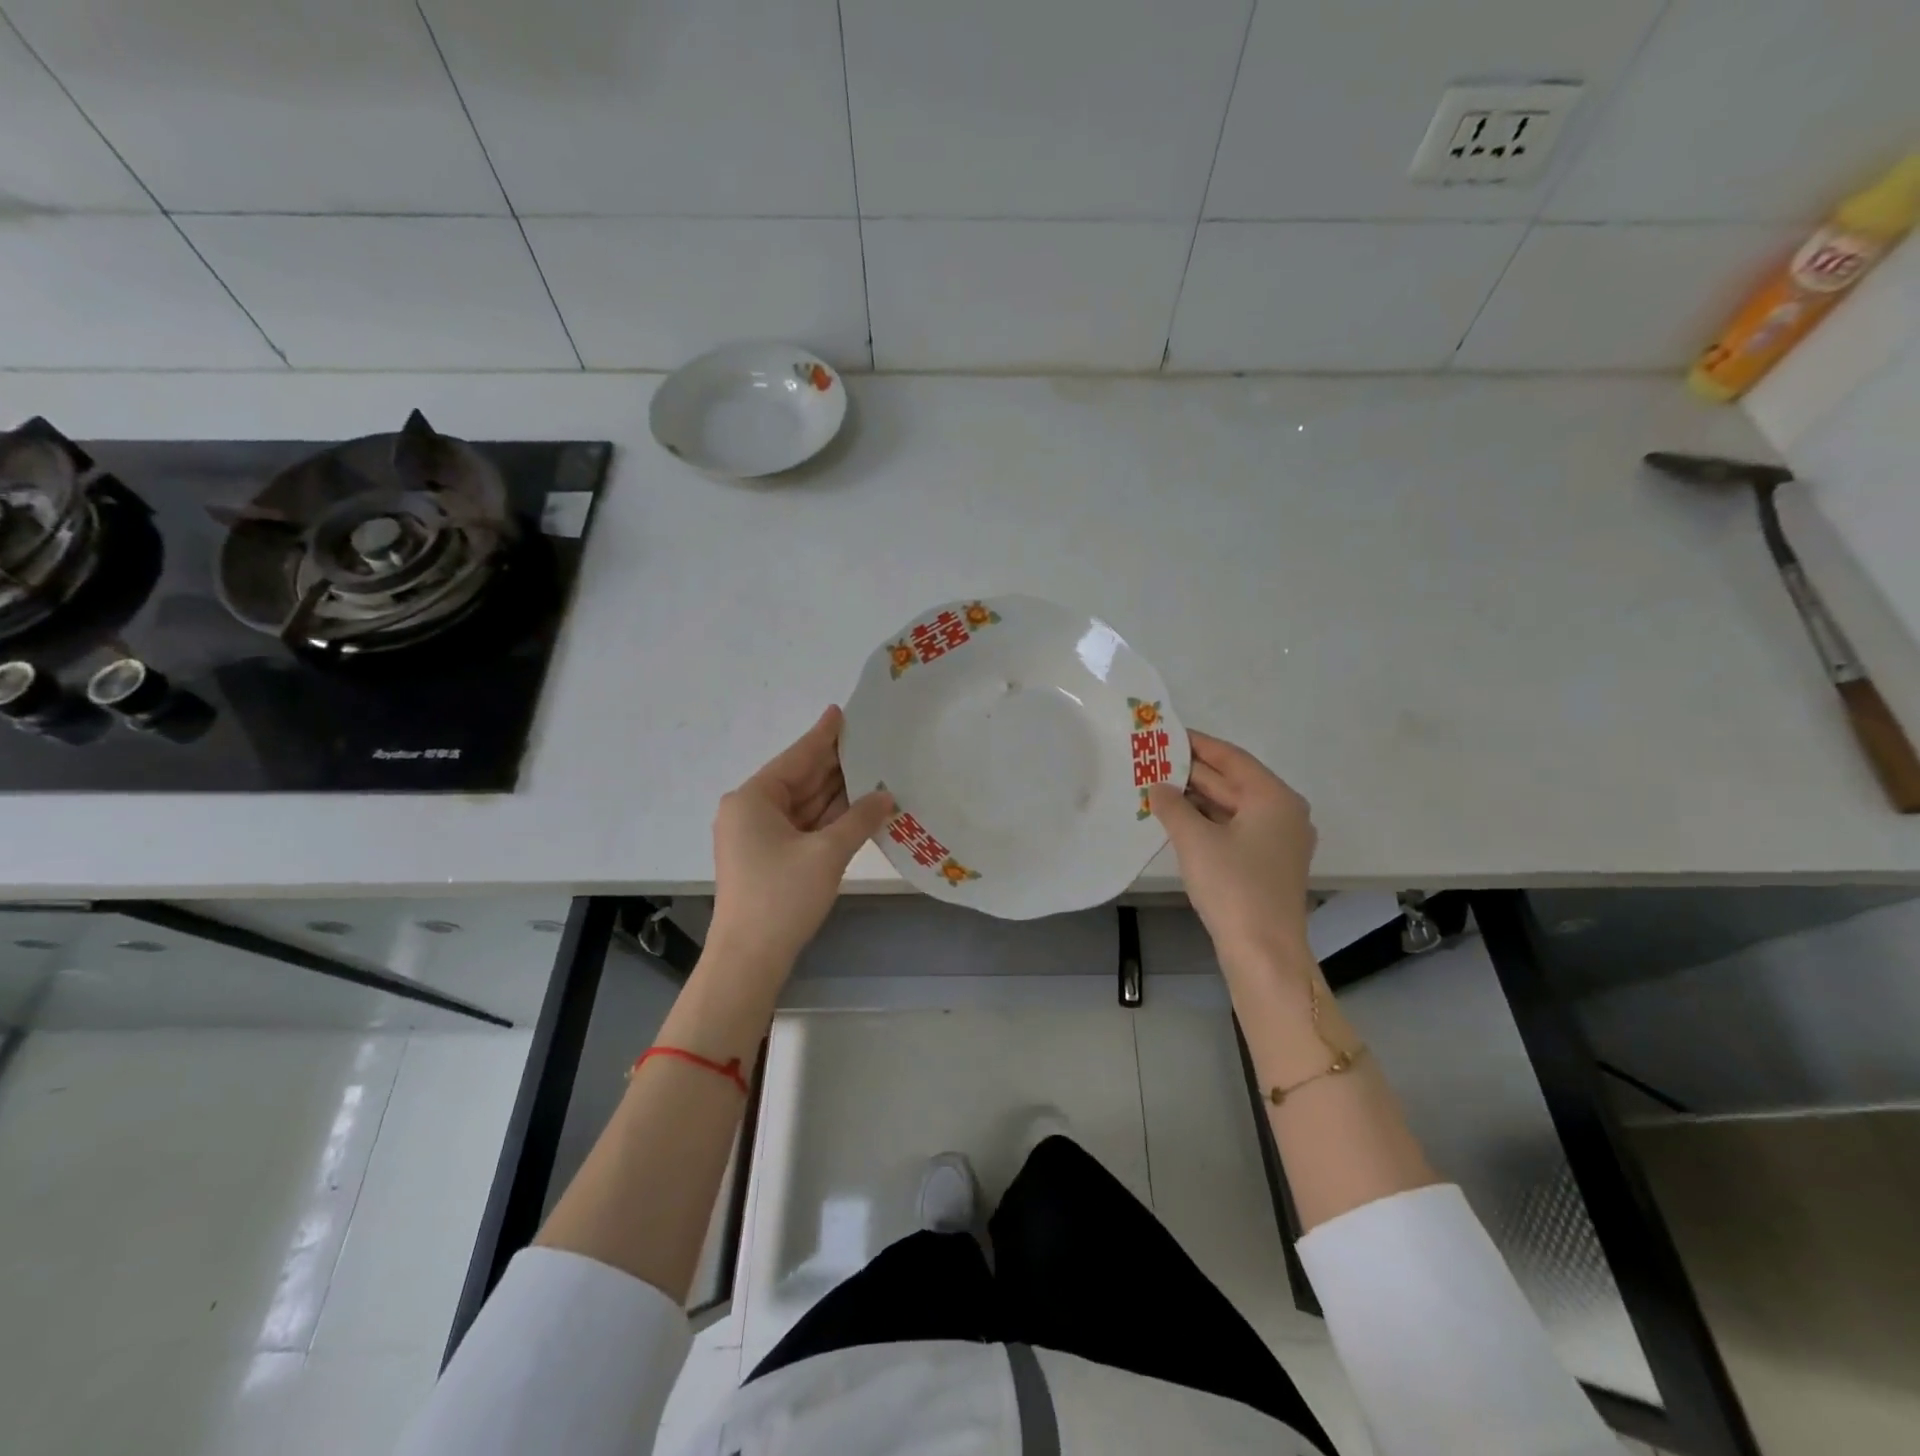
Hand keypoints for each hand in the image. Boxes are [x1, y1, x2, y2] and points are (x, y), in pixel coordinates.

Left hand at [707, 706, 894, 984]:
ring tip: (874, 769)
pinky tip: (859, 806)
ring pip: (804, 803)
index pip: (797, 757)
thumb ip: (859, 818)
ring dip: (837, 793)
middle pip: (800, 778)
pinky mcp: (769, 857)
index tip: (842, 711)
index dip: (823, 735)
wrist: (749, 959)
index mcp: (754, 798)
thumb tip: (886, 795)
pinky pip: (803, 825)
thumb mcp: (826, 853)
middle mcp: (751, 810)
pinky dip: (829, 817)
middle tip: (871, 741)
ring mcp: (758, 835)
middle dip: (836, 764)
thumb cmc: (782, 897)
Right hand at [1150, 731, 1315, 976]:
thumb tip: (1157, 787)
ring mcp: (1277, 840)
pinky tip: (1176, 818)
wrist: (1263, 951)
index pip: (1232, 758)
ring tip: (1156, 785)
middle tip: (1153, 759)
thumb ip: (1172, 806)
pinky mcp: (1267, 863)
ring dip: (1196, 798)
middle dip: (1193, 772)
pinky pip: (1234, 829)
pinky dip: (1206, 821)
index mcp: (1274, 798)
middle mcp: (1283, 813)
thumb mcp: (1195, 840)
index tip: (1167, 734)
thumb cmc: (1233, 886)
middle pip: (1233, 781)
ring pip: (1232, 807)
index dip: (1198, 744)